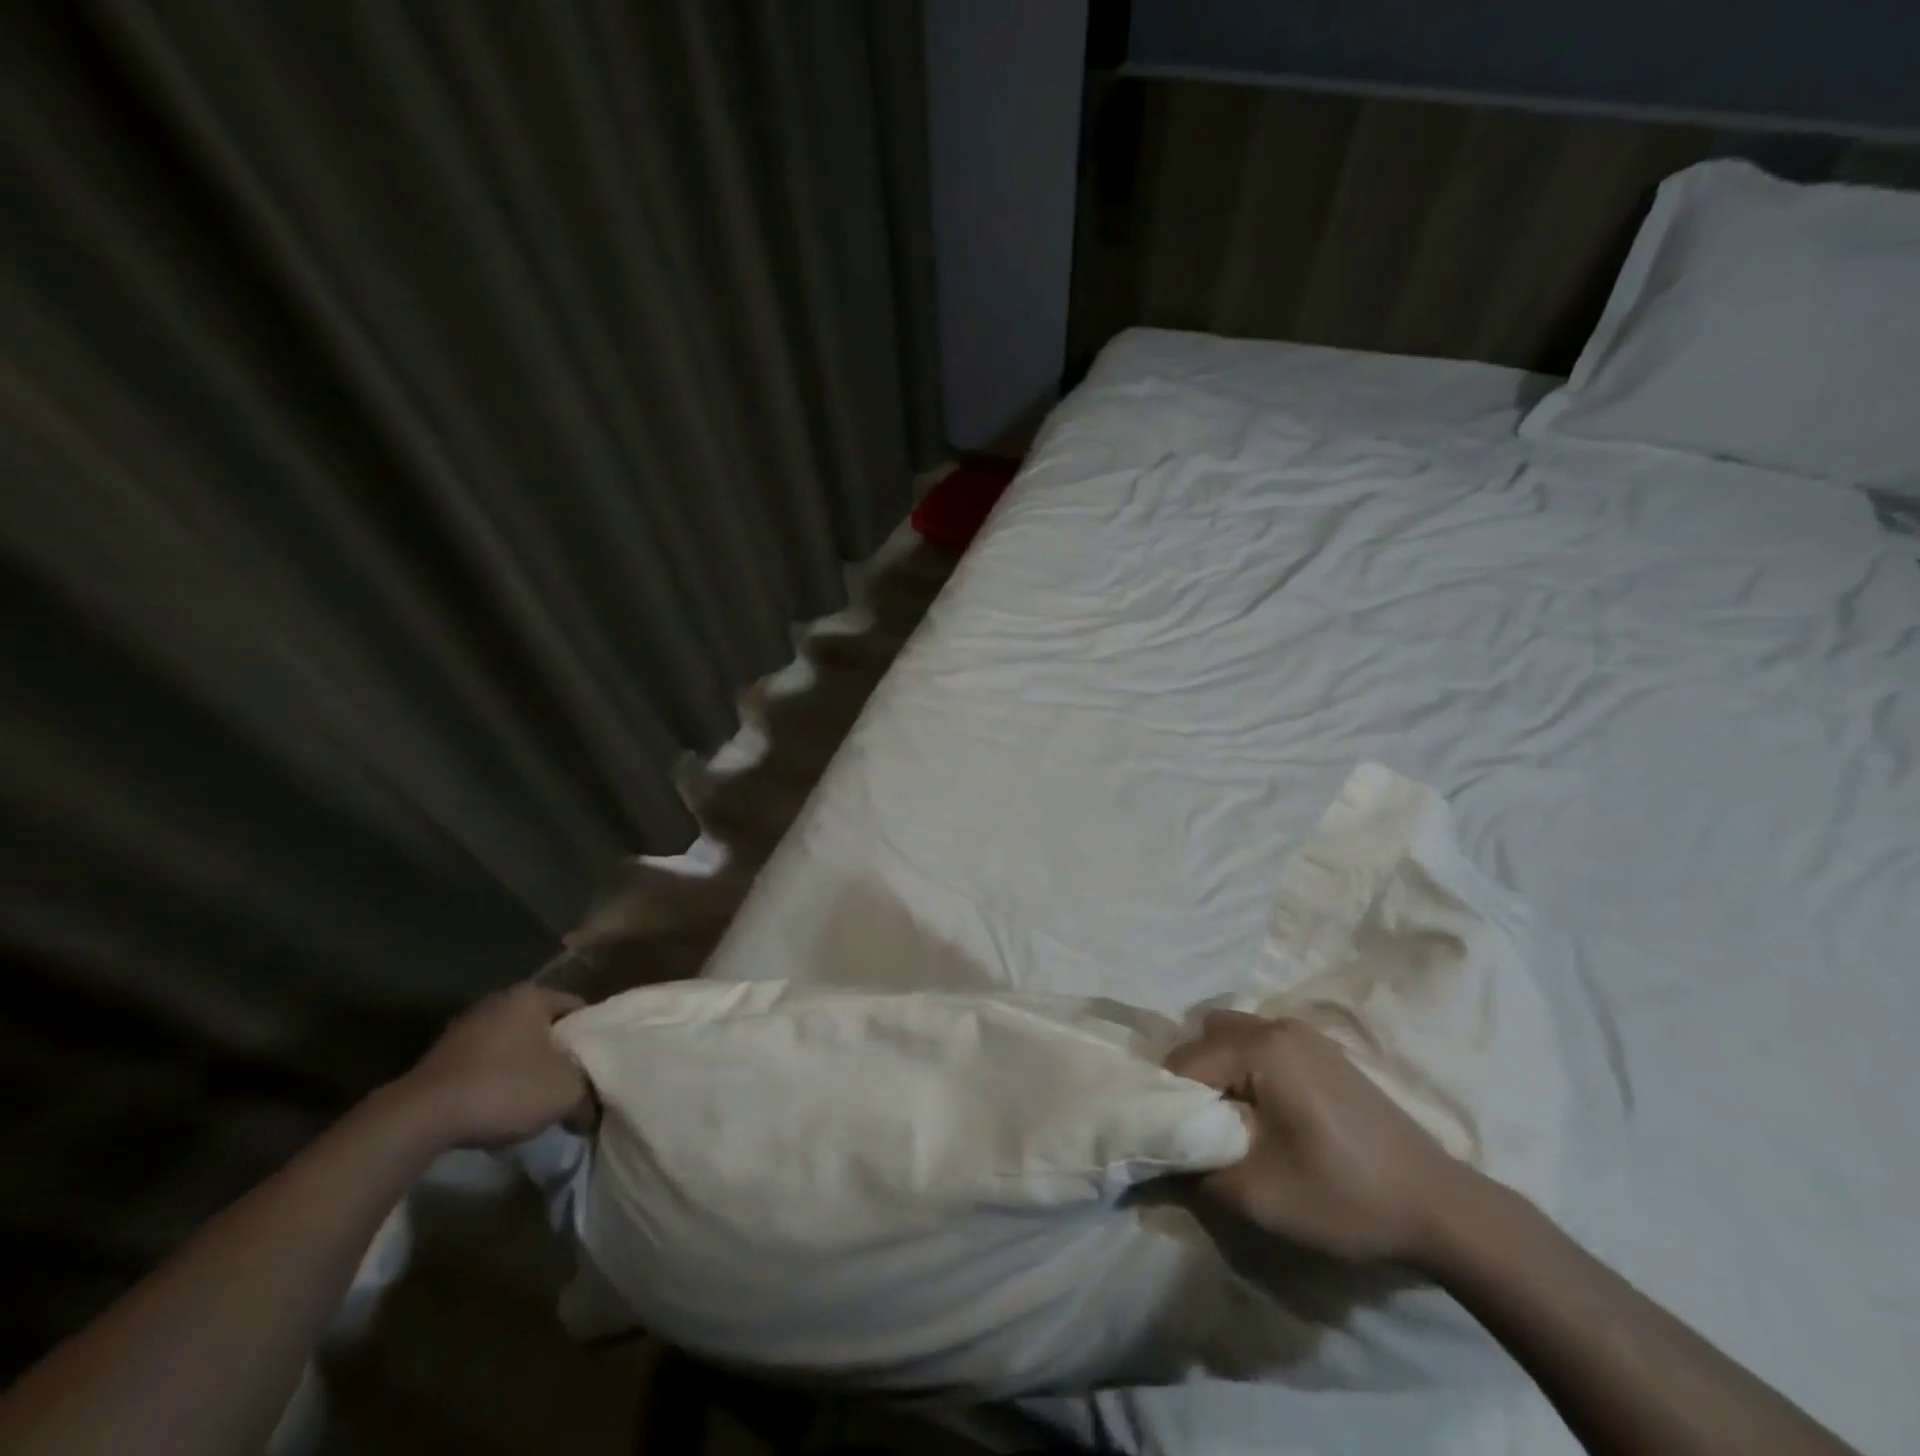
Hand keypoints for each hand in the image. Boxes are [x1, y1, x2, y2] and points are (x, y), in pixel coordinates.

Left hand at [388, 982, 591, 1150]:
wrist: (417, 1119)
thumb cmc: (503, 1088)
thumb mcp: (565, 1093)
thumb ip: (589, 1094)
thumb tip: (592, 1109)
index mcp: (533, 995)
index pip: (579, 1009)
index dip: (592, 1039)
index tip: (596, 1068)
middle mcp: (499, 999)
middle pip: (545, 1027)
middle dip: (557, 1055)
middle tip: (569, 1085)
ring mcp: (465, 1026)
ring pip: (513, 1046)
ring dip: (525, 1069)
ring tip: (534, 1102)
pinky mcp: (440, 1055)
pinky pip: (484, 1063)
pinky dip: (495, 1080)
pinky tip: (497, 1108)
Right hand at [1165, 1011, 1466, 1263]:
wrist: (1440, 1207)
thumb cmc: (1343, 1196)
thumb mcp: (1257, 1196)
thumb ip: (1195, 1173)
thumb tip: (1161, 1159)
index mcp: (1261, 1047)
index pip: (1186, 1062)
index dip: (1170, 1102)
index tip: (1172, 1140)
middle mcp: (1279, 1026)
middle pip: (1207, 1036)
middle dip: (1192, 1079)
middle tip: (1199, 1128)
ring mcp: (1306, 1035)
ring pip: (1234, 1035)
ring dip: (1220, 1070)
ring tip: (1230, 1120)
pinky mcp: (1324, 1052)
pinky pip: (1263, 1044)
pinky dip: (1247, 1068)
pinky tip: (1265, 1114)